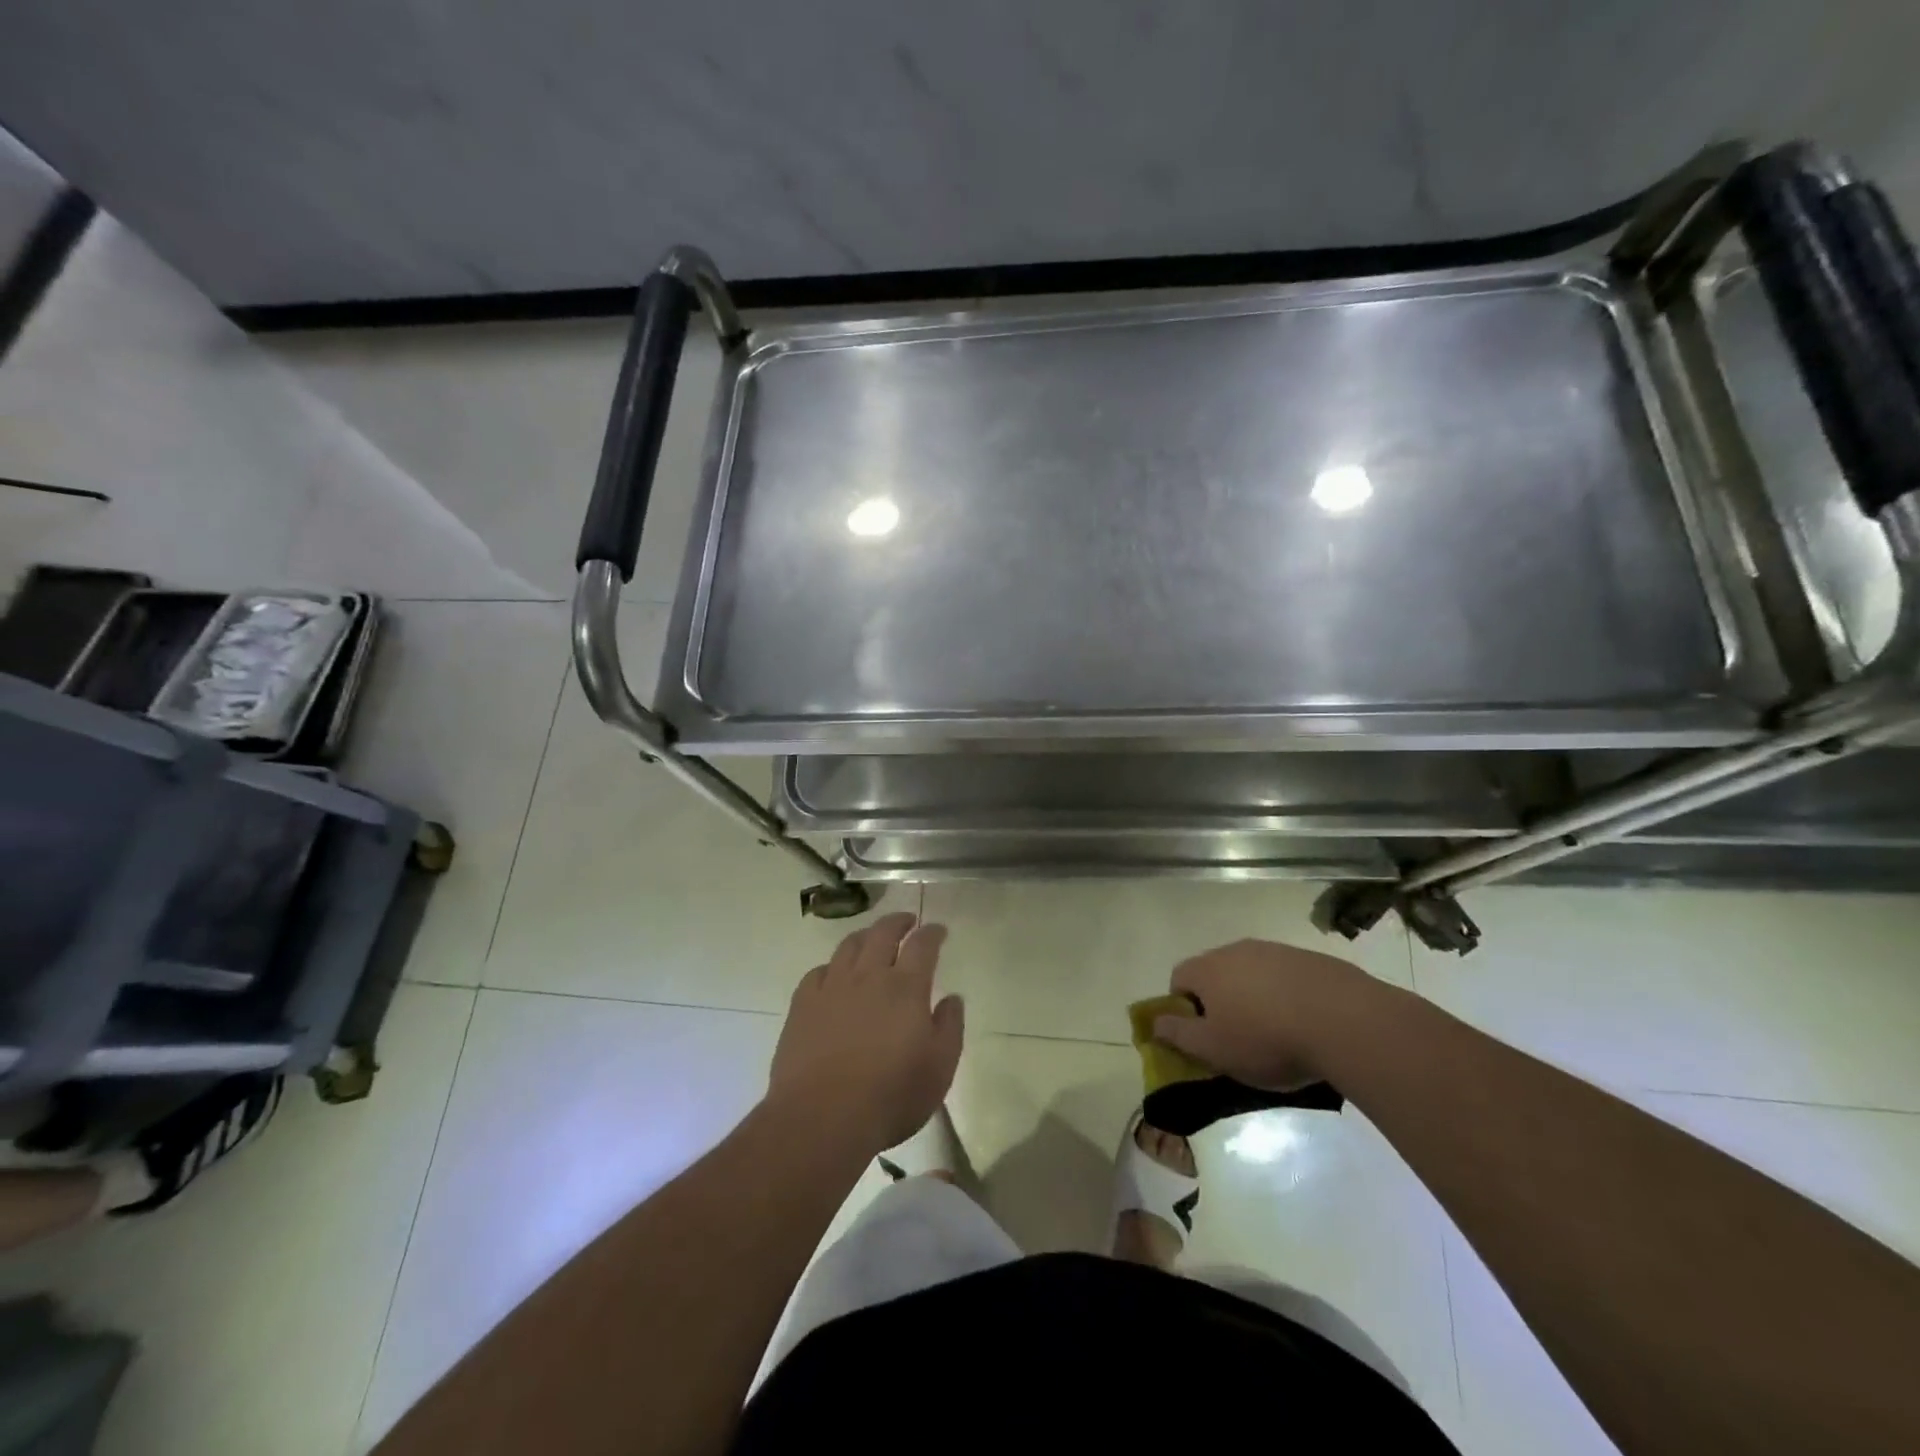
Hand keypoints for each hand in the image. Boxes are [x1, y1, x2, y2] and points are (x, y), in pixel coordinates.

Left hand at [768, 912, 962, 1157]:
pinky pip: (818, 971)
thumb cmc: (891, 1096)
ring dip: (865, 935)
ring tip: (872, 938)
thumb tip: (952, 998)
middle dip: (898, 922)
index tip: (938, 930)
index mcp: (905, 987)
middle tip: (907, 921)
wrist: (822, 1118)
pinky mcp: (802, 1005)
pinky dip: (832, 966)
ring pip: (849, 946)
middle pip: (883, 933)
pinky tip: (834, 974)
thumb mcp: (939, 1069)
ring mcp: (832, 987)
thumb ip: (949, 1028)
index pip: (922, 945)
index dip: (932, 933)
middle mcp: (869, 976)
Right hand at [1152, 939, 1374, 1090]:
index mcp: (1208, 969)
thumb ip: (1178, 1035)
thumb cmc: (1266, 1039)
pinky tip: (1306, 1024)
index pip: (1179, 978)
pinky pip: (1286, 977)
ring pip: (1252, 973)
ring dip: (1254, 997)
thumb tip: (1155, 1023)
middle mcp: (1236, 950)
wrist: (1344, 1020)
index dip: (1183, 1007)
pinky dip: (1287, 996)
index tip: (1201, 1035)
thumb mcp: (1214, 1050)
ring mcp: (1276, 951)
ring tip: (1276, 1033)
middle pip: (1216, 973)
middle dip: (1220, 1001)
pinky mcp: (1310, 959)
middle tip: (1237, 1037)